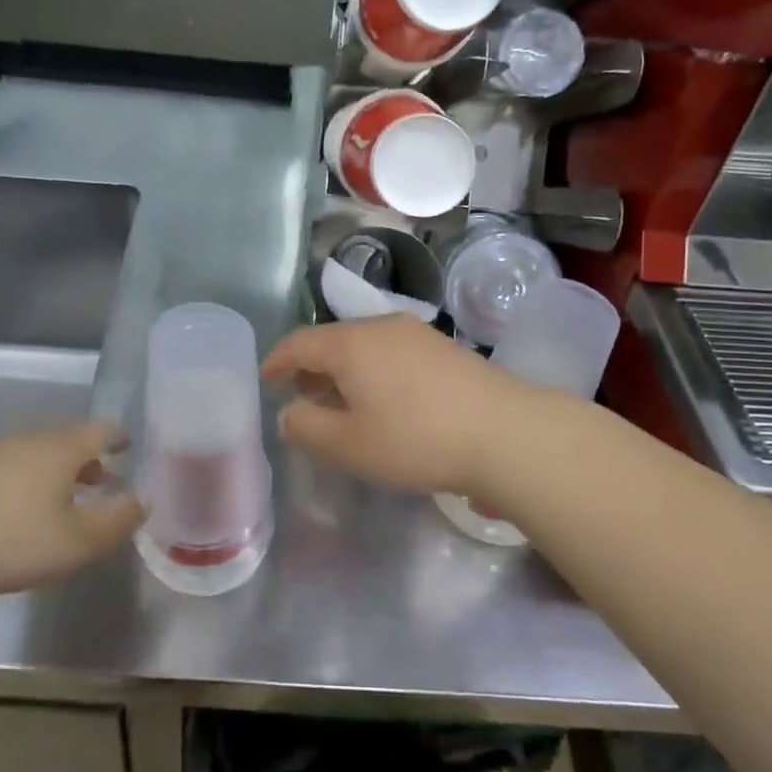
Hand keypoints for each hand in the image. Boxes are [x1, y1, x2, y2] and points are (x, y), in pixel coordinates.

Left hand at [0, 421, 143, 599]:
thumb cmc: (14, 541)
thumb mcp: (79, 541)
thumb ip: (118, 520)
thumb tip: (143, 500)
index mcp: (62, 448)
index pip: (102, 429)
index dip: (119, 437)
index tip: (129, 448)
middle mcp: (31, 439)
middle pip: (69, 440)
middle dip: (89, 459)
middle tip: (102, 482)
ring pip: (38, 454)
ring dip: (57, 471)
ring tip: (63, 500)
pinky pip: (11, 467)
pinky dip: (27, 480)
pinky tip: (19, 510)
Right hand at [261, 315, 537, 497]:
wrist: (505, 432)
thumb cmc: (416, 439)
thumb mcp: (350, 445)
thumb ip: (308, 428)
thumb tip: (290, 413)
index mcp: (350, 344)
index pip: (300, 343)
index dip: (278, 361)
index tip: (266, 379)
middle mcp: (380, 327)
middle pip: (332, 340)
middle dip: (311, 368)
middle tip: (301, 398)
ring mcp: (416, 333)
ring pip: (364, 346)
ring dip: (343, 371)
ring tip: (341, 403)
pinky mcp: (443, 348)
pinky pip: (391, 352)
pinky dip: (372, 371)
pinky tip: (384, 400)